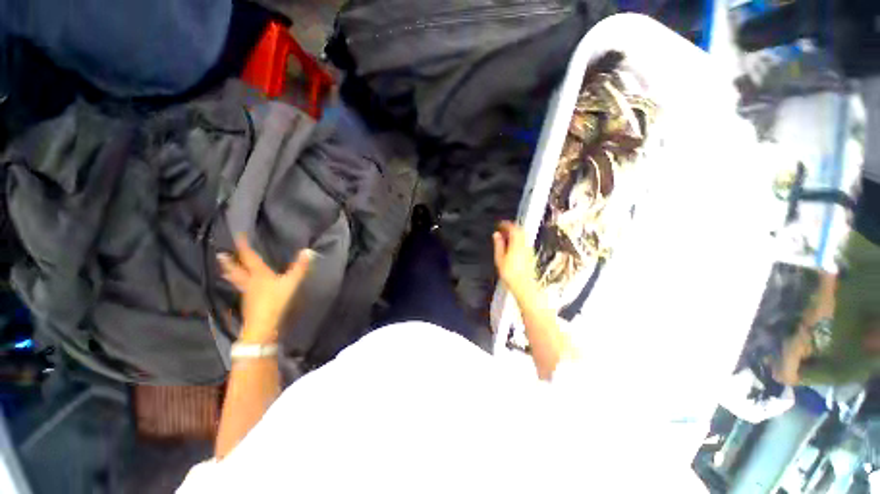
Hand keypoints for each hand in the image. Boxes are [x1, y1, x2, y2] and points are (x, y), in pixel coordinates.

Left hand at [218, 235, 312, 343]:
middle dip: (230, 262)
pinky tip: (241, 286)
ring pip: (236, 280)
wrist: (262, 325)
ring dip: (230, 273)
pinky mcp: (248, 302)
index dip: (244, 246)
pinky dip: (238, 283)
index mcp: (258, 274)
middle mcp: (249, 281)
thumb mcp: (291, 283)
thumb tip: (308, 251)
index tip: (239, 236)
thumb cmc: (275, 301)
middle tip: (220, 254)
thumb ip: (300, 268)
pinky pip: (241, 288)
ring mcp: (247, 293)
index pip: (249, 257)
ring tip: (225, 270)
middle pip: (237, 270)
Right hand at [492, 221, 538, 298]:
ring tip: (506, 237)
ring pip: (523, 236)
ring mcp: (529, 250)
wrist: (524, 286)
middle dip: (511, 227)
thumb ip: (498, 245)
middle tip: (503, 229)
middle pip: (520, 230)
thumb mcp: (500, 258)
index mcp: (517, 243)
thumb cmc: (511, 274)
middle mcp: (525, 245)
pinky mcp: (531, 255)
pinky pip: (524, 242)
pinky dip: (518, 240)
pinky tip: (512, 246)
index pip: (513, 228)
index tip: (500, 224)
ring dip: (515, 233)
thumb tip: (496, 235)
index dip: (506, 224)